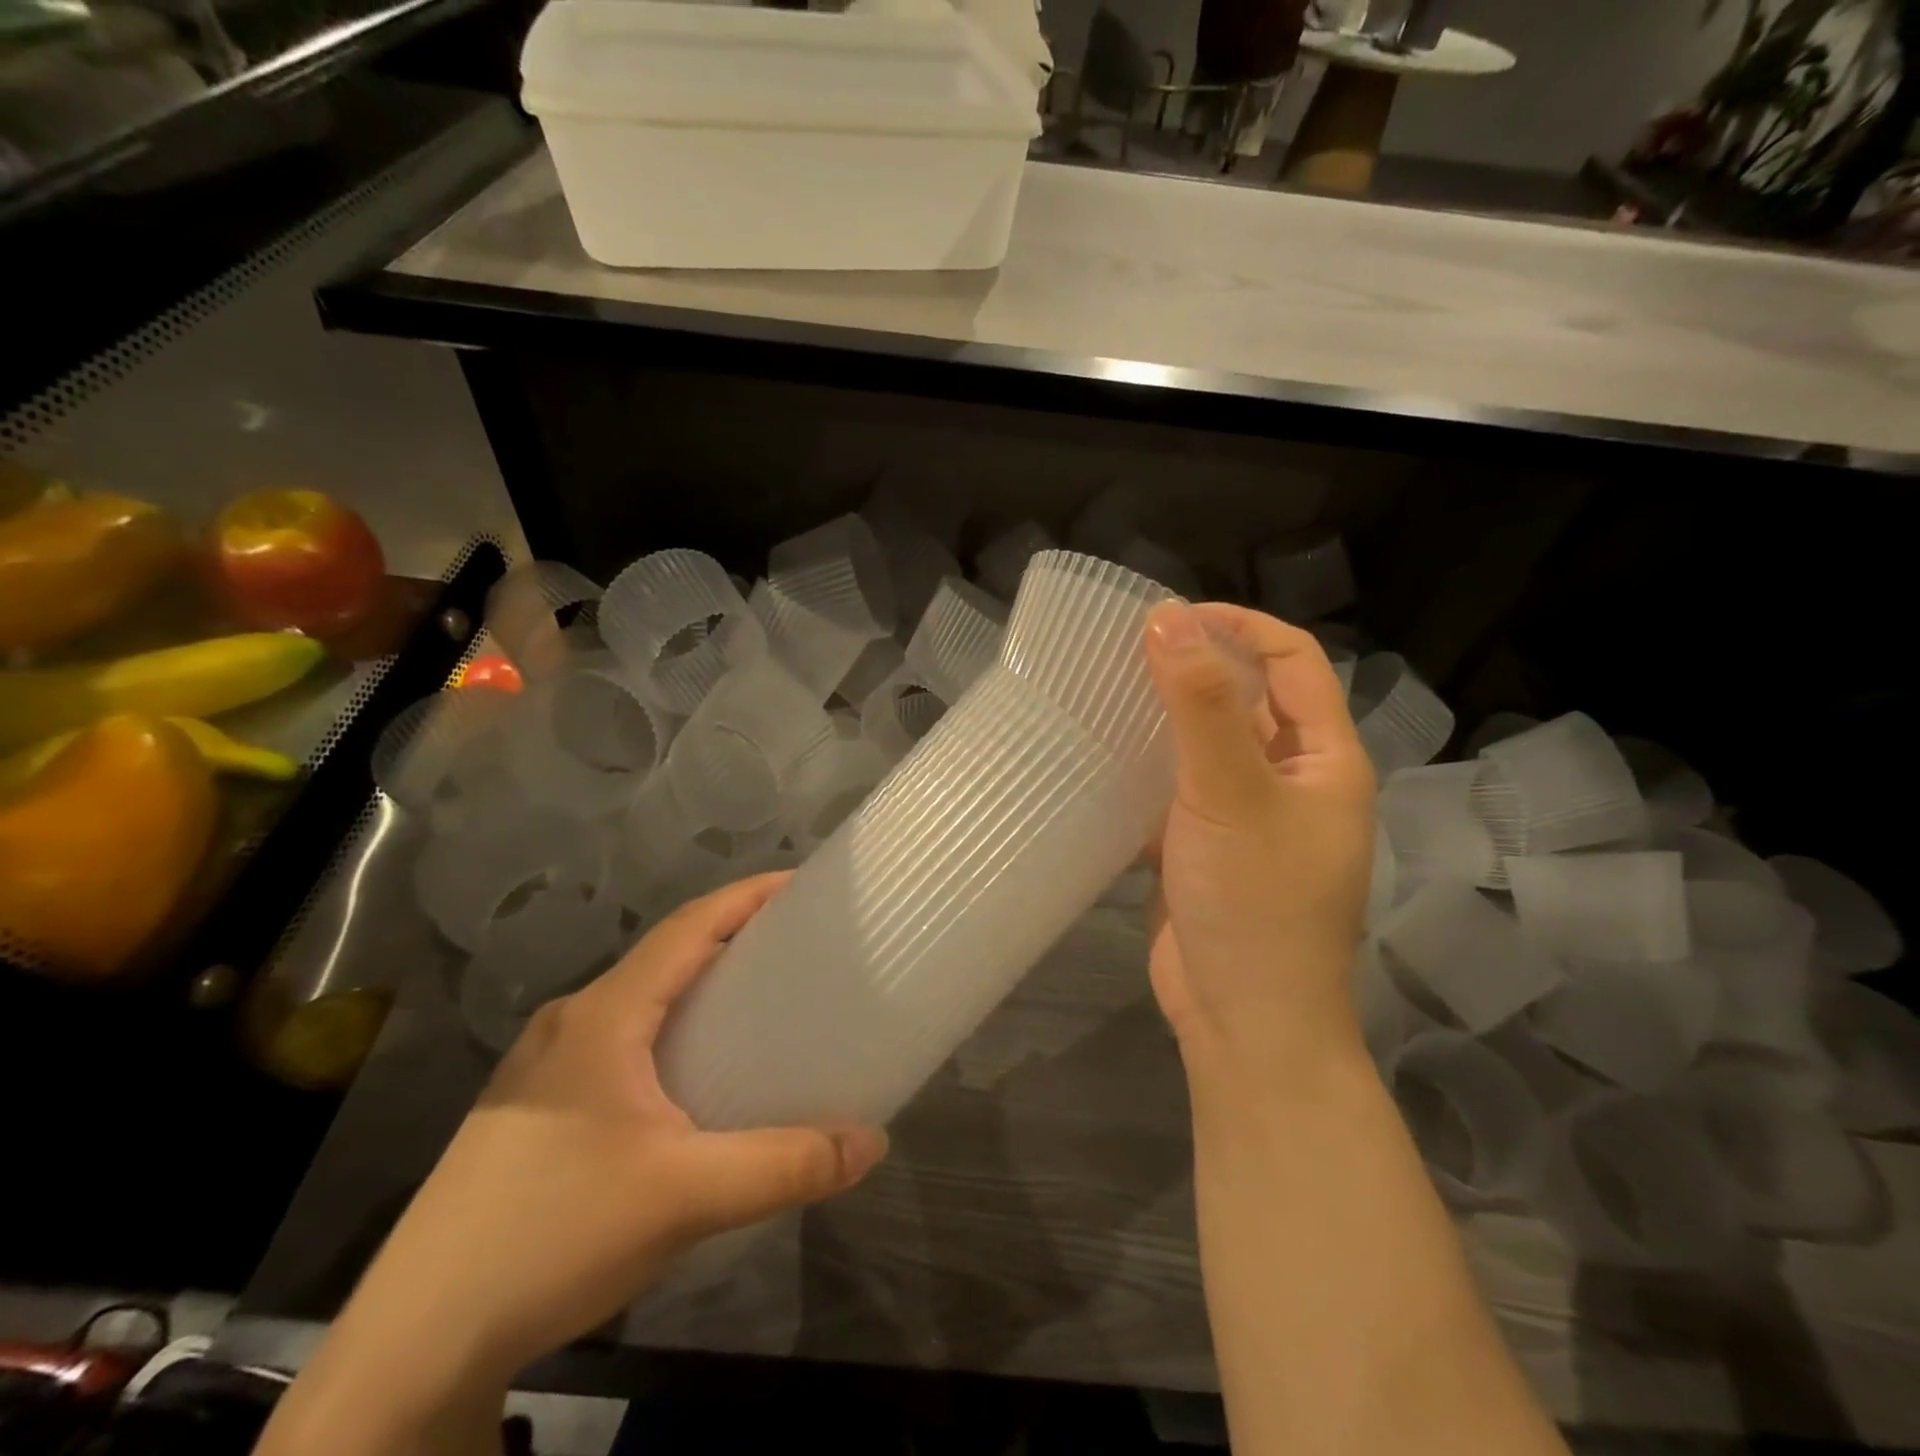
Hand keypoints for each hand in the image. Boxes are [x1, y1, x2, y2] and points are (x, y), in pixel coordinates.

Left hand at [337, 874, 887, 1382]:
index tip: (802, 885)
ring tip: (760, 1004)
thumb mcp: (685, 1197)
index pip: (687, 927)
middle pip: (666, 956)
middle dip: (733, 939)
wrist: (416, 1342)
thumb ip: (786, 1165)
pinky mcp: (537, 1106)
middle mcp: (573, 1022)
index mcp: (604, 1015)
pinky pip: (622, 1040)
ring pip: (641, 1000)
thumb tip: (873, 1142)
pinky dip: (672, 1030)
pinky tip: (695, 1076)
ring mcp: (546, 1065)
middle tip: (798, 947)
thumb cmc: (554, 1235)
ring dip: (700, 988)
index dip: (747, 897)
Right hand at [1141, 602, 1375, 1074]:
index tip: (1169, 616)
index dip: (1238, 627)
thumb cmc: (1255, 902)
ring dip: (1166, 714)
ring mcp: (1247, 815)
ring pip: (1208, 743)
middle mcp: (1293, 779)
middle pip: (1249, 698)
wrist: (1242, 1019)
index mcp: (1325, 759)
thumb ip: (1199, 704)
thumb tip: (1166, 617)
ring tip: (1107, 689)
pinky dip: (1148, 764)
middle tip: (1127, 649)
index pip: (1293, 661)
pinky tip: (1104, 752)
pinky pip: (1179, 786)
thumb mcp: (1229, 793)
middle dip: (1197, 667)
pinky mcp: (1206, 845)